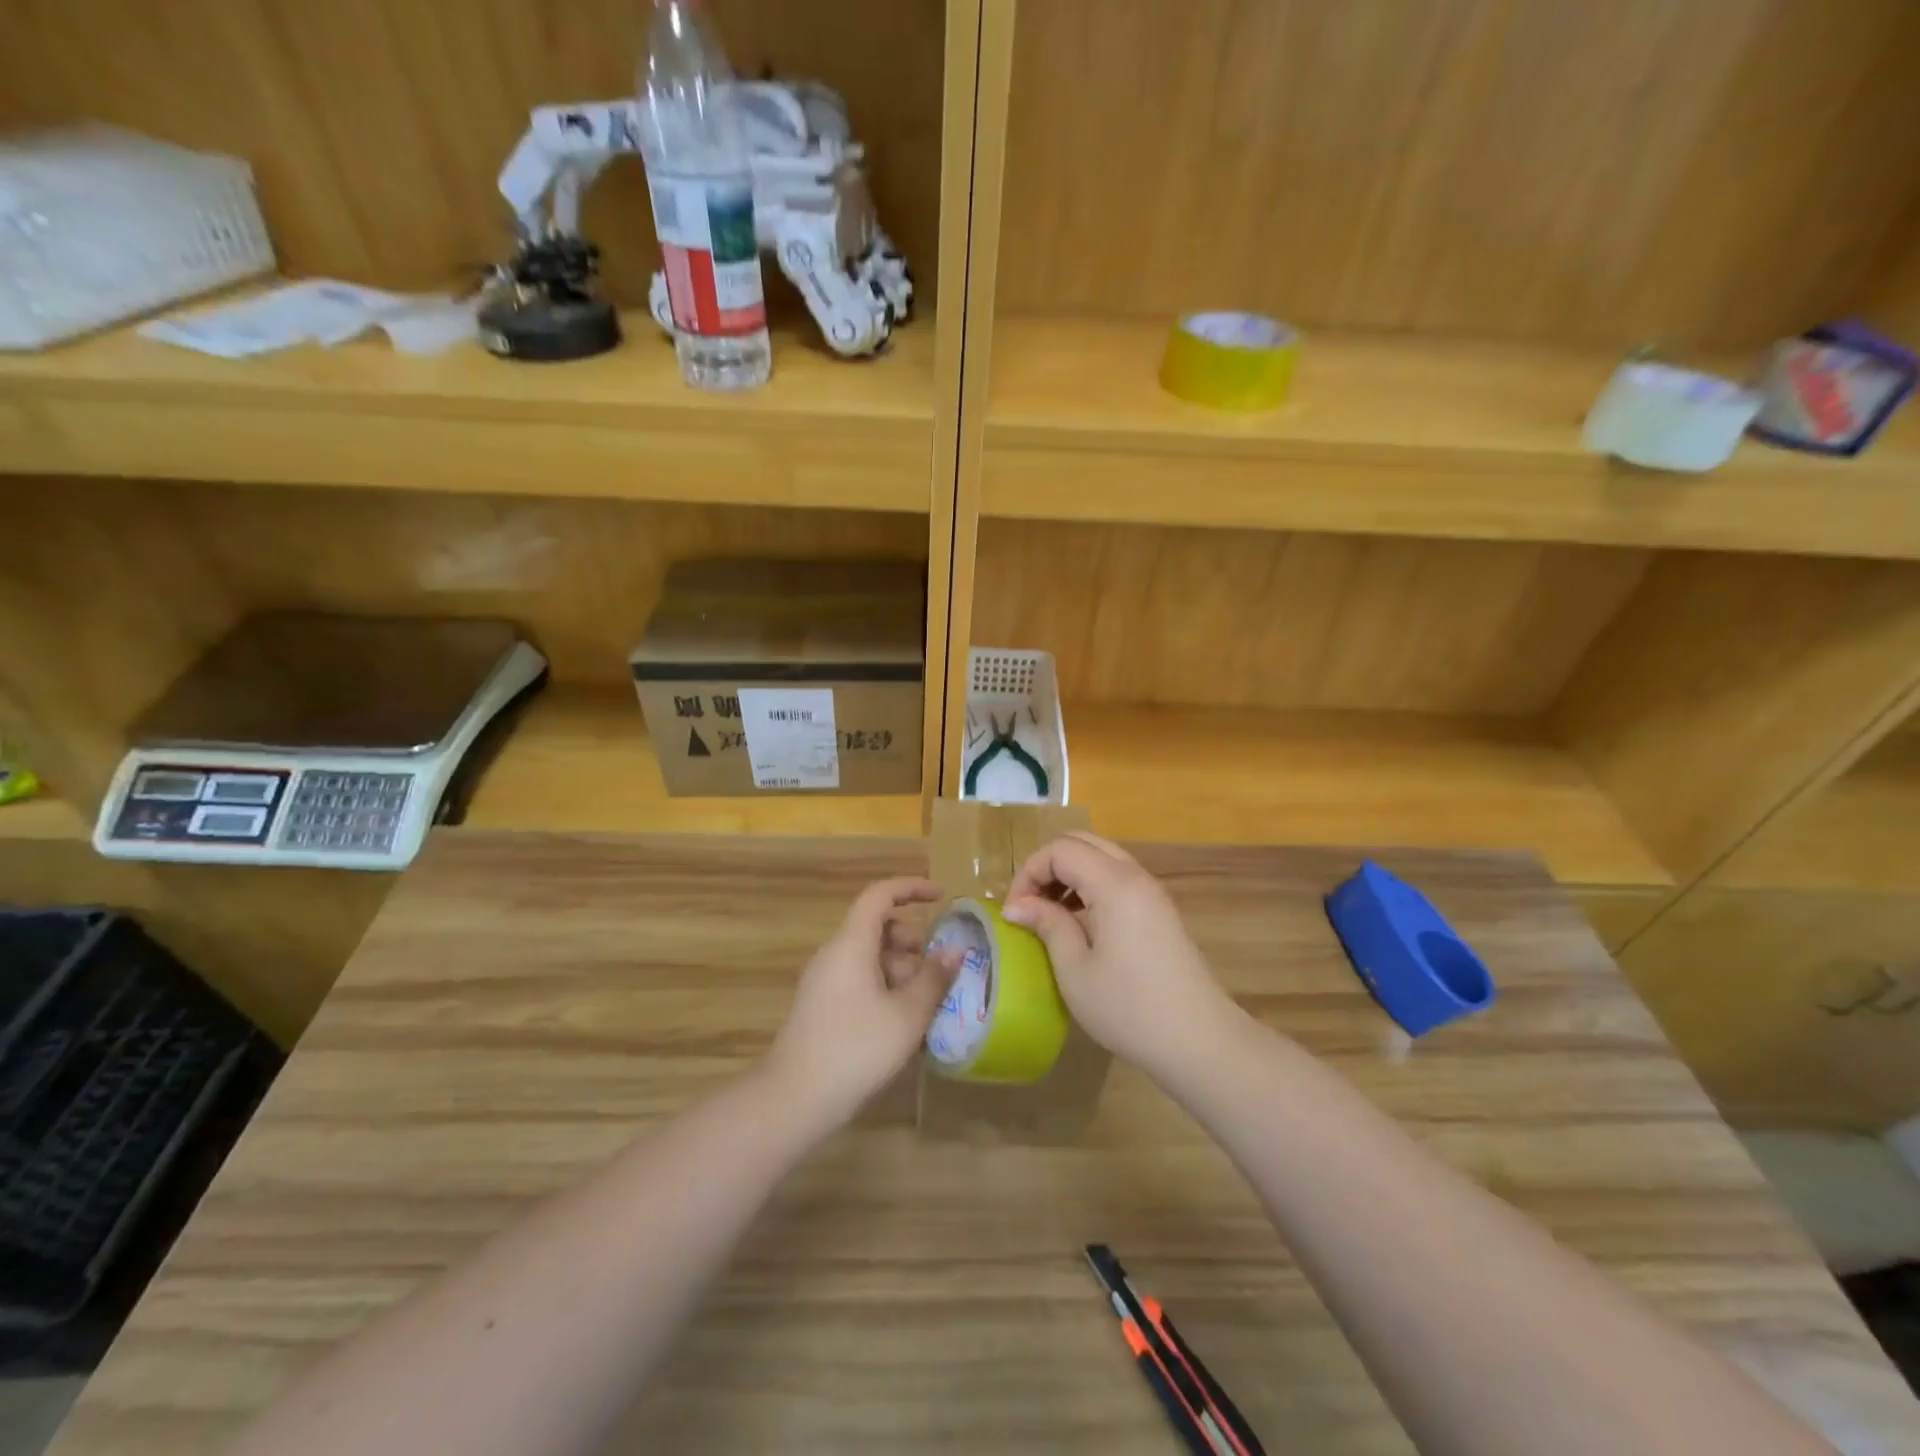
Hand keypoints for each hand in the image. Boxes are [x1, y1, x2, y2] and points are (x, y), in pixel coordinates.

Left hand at [767, 877, 960, 1129]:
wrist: (795, 1098)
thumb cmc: (856, 1048)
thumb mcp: (907, 1014)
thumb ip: (934, 979)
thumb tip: (955, 950)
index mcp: (852, 943)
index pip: (880, 895)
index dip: (911, 887)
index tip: (942, 896)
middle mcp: (834, 953)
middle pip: (877, 927)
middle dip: (913, 940)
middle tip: (940, 968)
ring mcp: (824, 980)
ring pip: (869, 956)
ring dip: (901, 967)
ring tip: (928, 1001)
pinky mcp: (822, 1005)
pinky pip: (859, 978)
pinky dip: (885, 985)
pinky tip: (904, 1021)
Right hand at [1003, 832, 1237, 1078]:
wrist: (1199, 1041)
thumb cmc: (1129, 1007)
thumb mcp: (1075, 969)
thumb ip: (1047, 925)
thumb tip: (1016, 905)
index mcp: (1113, 883)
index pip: (1061, 849)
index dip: (1030, 872)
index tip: (1015, 911)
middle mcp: (1135, 876)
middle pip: (1082, 843)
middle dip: (1048, 865)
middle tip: (1030, 904)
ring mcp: (1151, 892)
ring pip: (1102, 858)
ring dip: (1070, 875)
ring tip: (1050, 915)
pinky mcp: (1159, 911)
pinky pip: (1118, 878)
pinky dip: (1091, 886)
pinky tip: (1080, 924)